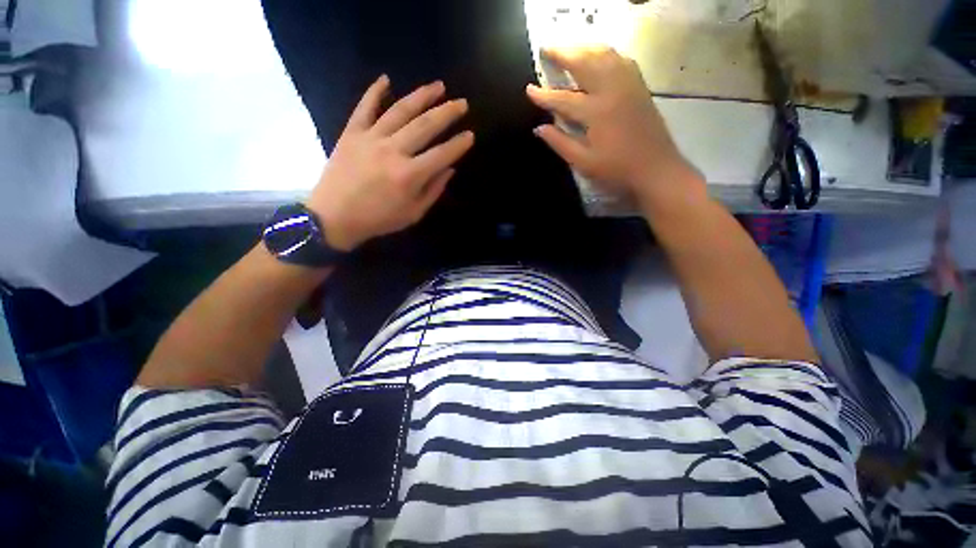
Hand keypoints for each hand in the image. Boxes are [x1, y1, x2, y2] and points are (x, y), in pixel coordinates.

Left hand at [307, 76, 474, 250]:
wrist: (334, 217)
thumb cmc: (379, 219)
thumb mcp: (413, 213)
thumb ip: (433, 190)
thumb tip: (450, 169)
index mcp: (409, 175)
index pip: (441, 154)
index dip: (458, 144)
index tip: (470, 135)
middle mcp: (393, 151)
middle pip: (425, 126)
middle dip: (447, 113)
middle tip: (462, 103)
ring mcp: (371, 138)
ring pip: (400, 111)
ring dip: (421, 96)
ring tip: (438, 86)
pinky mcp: (351, 133)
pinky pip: (364, 107)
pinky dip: (375, 91)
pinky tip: (386, 78)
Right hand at [527, 47, 702, 205]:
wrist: (656, 168)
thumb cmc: (617, 170)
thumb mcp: (583, 162)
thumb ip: (560, 143)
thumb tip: (539, 128)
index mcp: (597, 112)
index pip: (563, 99)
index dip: (544, 95)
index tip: (529, 89)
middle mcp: (613, 90)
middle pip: (585, 62)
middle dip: (563, 53)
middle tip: (546, 47)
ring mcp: (629, 84)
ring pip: (604, 54)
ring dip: (583, 47)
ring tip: (568, 47)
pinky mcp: (639, 86)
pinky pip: (620, 59)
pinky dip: (604, 53)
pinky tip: (597, 56)